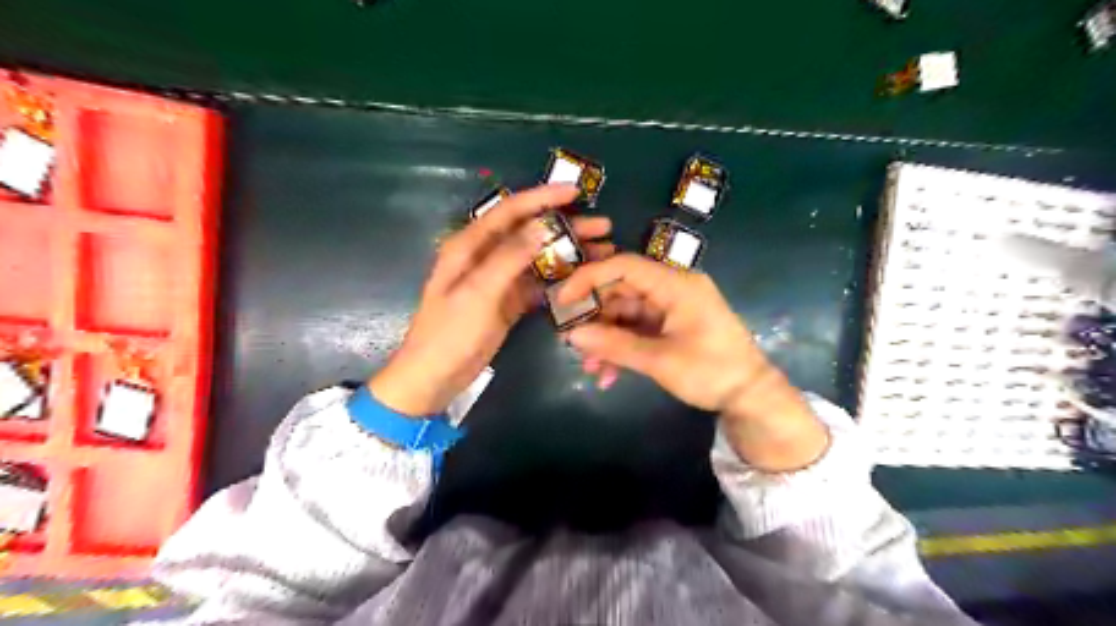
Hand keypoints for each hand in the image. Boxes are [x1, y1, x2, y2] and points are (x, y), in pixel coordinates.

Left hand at [369, 184, 614, 414]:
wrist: (435, 377)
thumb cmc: (450, 333)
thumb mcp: (478, 293)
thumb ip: (509, 257)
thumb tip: (541, 225)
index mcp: (470, 245)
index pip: (510, 211)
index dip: (542, 198)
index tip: (575, 192)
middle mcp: (485, 256)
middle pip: (529, 232)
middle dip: (565, 226)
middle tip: (602, 227)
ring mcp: (498, 279)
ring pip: (537, 257)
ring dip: (567, 253)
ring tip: (602, 251)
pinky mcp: (507, 301)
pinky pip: (537, 283)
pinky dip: (558, 280)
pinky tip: (583, 279)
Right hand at [559, 252, 827, 469]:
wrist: (751, 396)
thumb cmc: (712, 372)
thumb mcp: (660, 361)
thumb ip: (615, 345)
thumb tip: (573, 335)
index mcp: (676, 284)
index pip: (624, 266)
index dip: (589, 278)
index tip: (563, 300)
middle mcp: (673, 288)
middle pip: (622, 290)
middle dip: (596, 317)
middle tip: (571, 341)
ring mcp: (673, 307)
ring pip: (627, 313)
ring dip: (606, 339)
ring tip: (590, 368)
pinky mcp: (673, 324)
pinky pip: (639, 328)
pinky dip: (622, 347)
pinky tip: (608, 374)